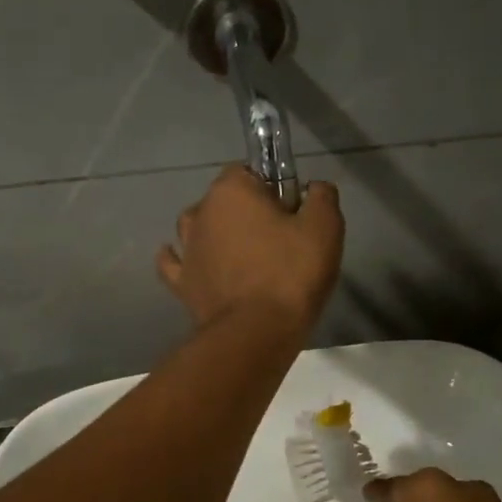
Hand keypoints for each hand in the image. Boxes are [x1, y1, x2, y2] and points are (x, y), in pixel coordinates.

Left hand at [157, 166, 343, 334]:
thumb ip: (321, 196)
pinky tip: (194, 264)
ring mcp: (186, 248)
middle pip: (223, 200)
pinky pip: (176, 263)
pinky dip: (183, 260)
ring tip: (241, 254)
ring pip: (196, 227)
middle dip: (244, 211)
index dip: (271, 186)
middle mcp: (201, 212)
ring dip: (214, 233)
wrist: (257, 332)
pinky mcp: (181, 283)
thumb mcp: (325, 227)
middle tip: (276, 238)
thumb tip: (313, 187)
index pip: (248, 170)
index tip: (291, 210)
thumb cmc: (291, 272)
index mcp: (231, 190)